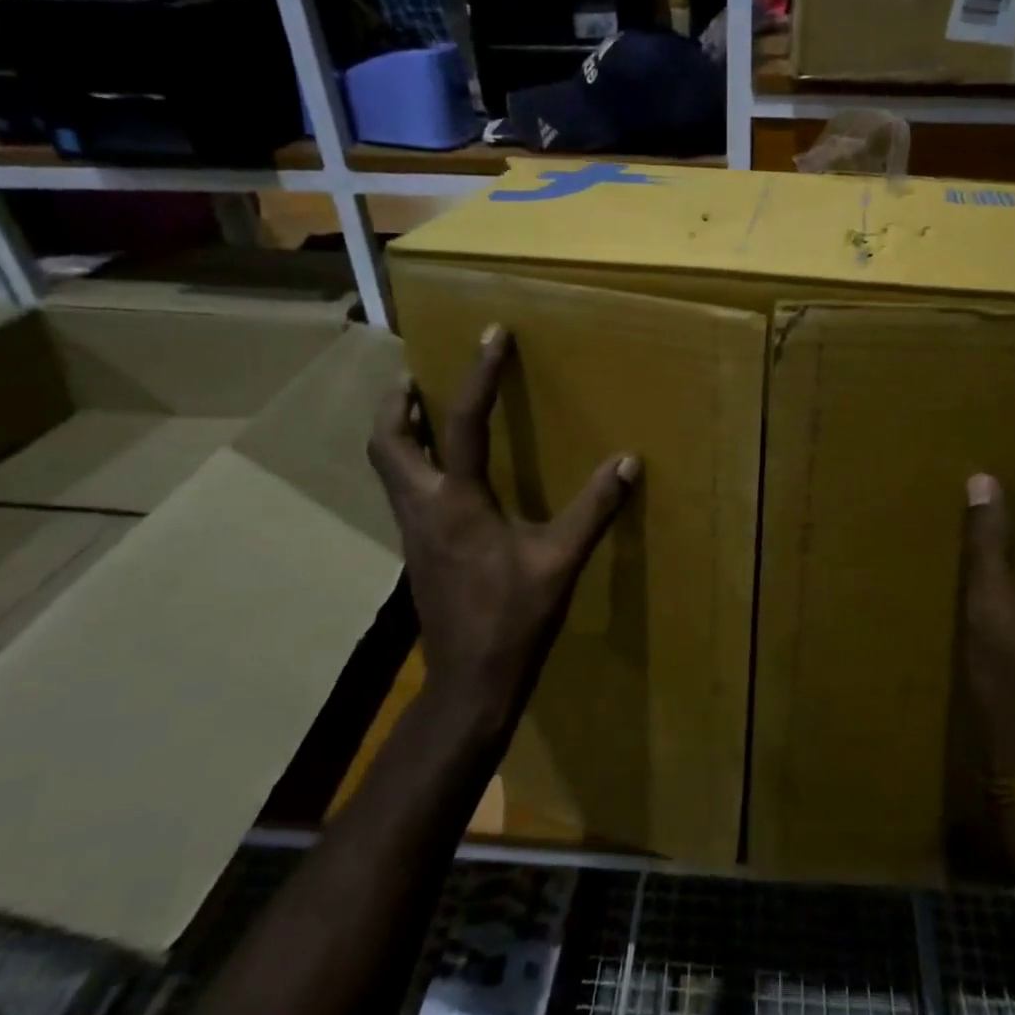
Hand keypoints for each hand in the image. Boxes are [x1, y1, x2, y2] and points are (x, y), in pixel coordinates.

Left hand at [367, 325, 639, 734]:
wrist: (471, 680)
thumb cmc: (516, 618)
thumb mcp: (561, 560)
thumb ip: (594, 509)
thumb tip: (627, 462)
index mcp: (458, 503)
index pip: (463, 422)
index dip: (479, 374)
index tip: (491, 335)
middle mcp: (423, 509)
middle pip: (387, 442)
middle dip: (397, 403)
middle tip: (417, 376)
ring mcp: (414, 532)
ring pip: (388, 468)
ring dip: (401, 432)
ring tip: (424, 411)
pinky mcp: (418, 551)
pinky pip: (405, 492)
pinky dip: (415, 464)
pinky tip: (445, 474)